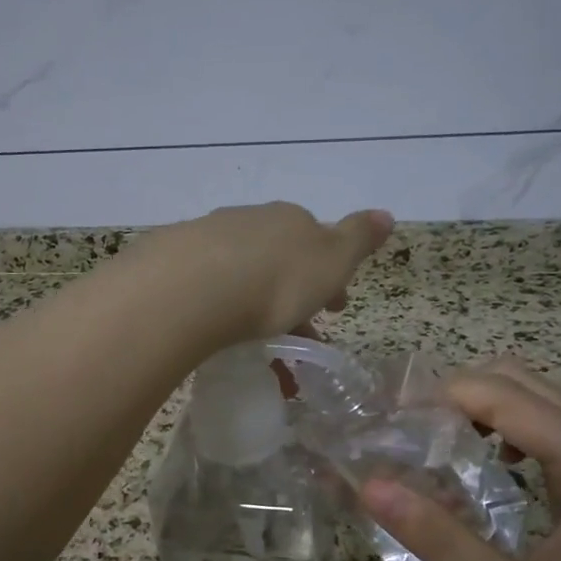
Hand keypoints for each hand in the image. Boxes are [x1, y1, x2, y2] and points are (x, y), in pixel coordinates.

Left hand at [145, 203, 394, 344]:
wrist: (195, 288)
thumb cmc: (278, 280)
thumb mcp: (333, 261)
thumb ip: (359, 238)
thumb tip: (386, 214)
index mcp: (290, 219)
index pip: (317, 242)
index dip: (329, 275)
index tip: (334, 308)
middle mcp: (250, 220)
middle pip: (278, 257)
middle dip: (291, 291)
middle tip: (297, 333)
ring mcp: (208, 237)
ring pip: (242, 272)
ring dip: (255, 303)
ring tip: (258, 345)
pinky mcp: (174, 260)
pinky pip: (207, 286)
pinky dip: (220, 306)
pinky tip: (217, 328)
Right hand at [360, 357, 560, 560]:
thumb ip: (436, 536)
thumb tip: (369, 485)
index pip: (501, 395)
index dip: (438, 397)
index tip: (385, 421)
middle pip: (518, 380)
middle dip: (455, 393)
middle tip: (403, 431)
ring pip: (533, 397)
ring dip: (477, 407)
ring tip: (429, 442)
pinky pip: (547, 426)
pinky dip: (502, 427)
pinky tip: (481, 464)